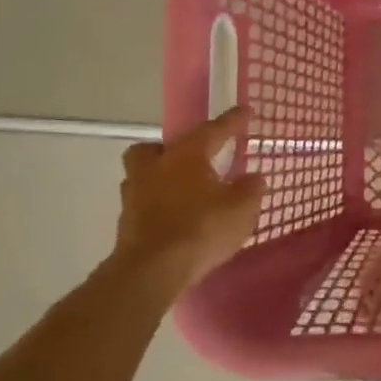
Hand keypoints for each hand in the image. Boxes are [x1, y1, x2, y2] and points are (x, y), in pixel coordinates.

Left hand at [112, 107, 263, 291]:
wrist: (153, 270)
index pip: (212, 130)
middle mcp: (155, 167)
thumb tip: (253, 177)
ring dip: (161, 178)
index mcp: (185, 155)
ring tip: (184, 191)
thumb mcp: (241, 209)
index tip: (244, 111)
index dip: (231, 121)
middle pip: (155, 147)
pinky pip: (144, 203)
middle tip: (192, 159)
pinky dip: (158, 205)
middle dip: (172, 149)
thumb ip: (250, 189)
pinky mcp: (127, 222)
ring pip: (144, 175)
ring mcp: (135, 195)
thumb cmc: (201, 229)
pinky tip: (176, 218)